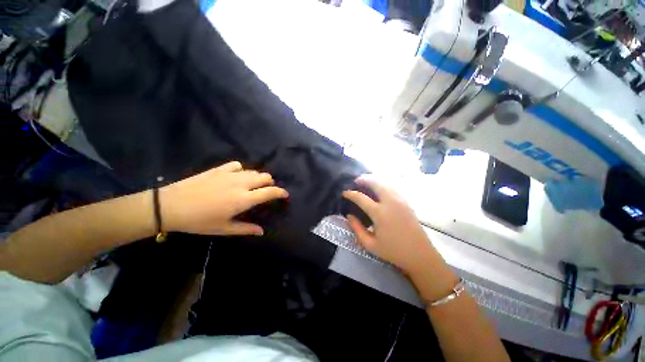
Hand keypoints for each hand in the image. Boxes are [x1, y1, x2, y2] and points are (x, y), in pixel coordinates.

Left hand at [160, 161, 288, 235]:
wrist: (170, 206)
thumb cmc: (199, 221)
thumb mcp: (223, 229)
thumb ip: (246, 229)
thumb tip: (262, 231)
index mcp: (243, 199)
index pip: (269, 192)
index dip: (280, 192)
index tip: (285, 194)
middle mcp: (240, 184)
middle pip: (265, 177)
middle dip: (270, 183)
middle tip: (267, 190)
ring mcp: (230, 174)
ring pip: (253, 171)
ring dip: (258, 177)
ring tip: (253, 185)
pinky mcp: (219, 169)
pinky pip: (237, 165)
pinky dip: (242, 170)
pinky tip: (237, 176)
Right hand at [342, 176, 439, 273]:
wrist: (420, 254)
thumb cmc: (393, 251)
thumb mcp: (370, 244)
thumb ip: (357, 229)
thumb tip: (349, 216)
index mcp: (380, 213)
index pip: (361, 198)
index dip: (351, 194)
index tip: (344, 193)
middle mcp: (390, 202)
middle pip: (375, 183)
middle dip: (364, 179)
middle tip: (356, 181)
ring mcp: (400, 200)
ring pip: (385, 183)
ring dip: (374, 180)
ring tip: (366, 182)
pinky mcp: (406, 202)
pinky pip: (392, 187)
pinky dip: (383, 184)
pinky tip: (379, 189)